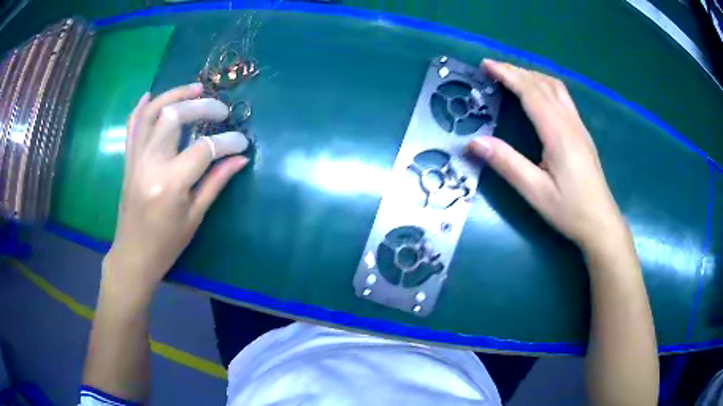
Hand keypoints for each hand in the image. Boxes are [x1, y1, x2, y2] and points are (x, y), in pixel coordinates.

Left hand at [103, 83, 249, 297]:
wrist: (133, 255)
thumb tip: (240, 158)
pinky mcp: (128, 160)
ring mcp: (136, 159)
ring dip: (174, 95)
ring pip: (151, 112)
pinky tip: (152, 94)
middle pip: (174, 117)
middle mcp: (150, 164)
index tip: (242, 143)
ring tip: (195, 89)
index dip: (227, 142)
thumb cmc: (166, 244)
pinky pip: (132, 126)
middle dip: (201, 107)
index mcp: (170, 184)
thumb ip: (216, 182)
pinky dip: (141, 107)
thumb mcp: (195, 217)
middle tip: (220, 110)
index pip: (203, 149)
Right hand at [467, 60, 626, 251]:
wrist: (601, 222)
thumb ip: (507, 163)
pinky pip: (562, 97)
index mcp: (558, 133)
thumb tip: (474, 142)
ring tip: (511, 76)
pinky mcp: (582, 133)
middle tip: (492, 68)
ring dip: (532, 76)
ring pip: (555, 88)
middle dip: (516, 71)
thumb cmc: (570, 210)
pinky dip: (544, 86)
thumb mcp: (535, 191)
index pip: (531, 92)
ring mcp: (579, 126)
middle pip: (543, 84)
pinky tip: (538, 93)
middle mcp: (570, 122)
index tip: (486, 65)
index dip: (508, 75)